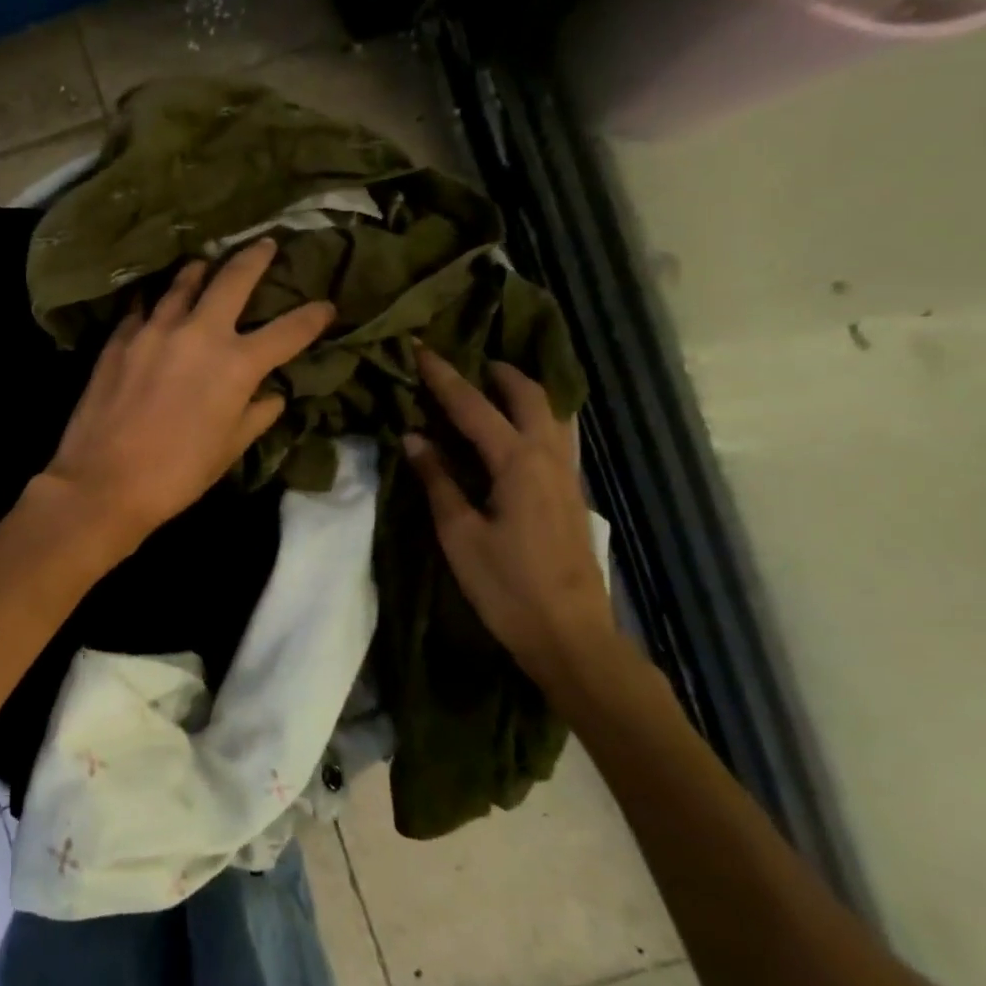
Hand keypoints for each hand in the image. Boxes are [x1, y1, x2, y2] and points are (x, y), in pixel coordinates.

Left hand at [38, 238, 334, 552]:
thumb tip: (273, 395)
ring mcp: (155, 330)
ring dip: (201, 270)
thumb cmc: (177, 473)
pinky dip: (156, 302)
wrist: (104, 481)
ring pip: (183, 283)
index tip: (327, 306)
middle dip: (255, 257)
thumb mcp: (229, 449)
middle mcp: (199, 333)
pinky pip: (143, 308)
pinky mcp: (120, 338)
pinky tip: (155, 303)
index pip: (289, 331)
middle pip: (233, 279)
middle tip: (265, 244)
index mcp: (236, 365)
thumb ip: (256, 415)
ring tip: (206, 263)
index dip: (313, 317)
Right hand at [403, 351, 614, 689]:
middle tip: (467, 360)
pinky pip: (557, 436)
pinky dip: (537, 416)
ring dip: (524, 391)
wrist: (571, 636)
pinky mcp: (572, 494)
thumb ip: (437, 481)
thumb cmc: (507, 586)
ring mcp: (567, 475)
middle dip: (498, 372)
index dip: (444, 376)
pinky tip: (519, 430)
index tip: (420, 348)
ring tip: (495, 385)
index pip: (474, 406)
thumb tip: (413, 437)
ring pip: (553, 413)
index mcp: (517, 463)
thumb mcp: (459, 534)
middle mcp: (549, 458)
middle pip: (530, 395)